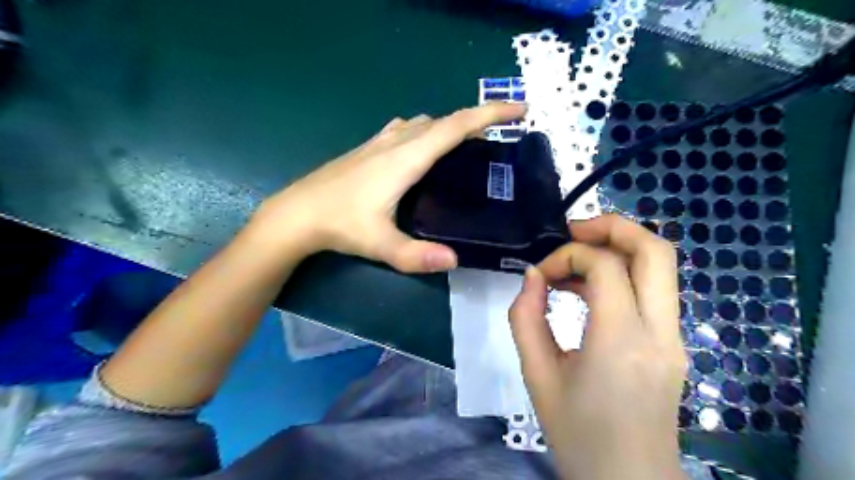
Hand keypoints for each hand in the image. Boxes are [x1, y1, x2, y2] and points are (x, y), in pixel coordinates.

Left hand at [252, 102, 524, 271]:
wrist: (296, 213)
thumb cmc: (339, 224)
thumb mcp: (380, 245)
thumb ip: (416, 256)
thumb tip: (455, 261)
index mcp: (406, 158)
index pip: (455, 127)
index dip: (489, 114)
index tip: (518, 111)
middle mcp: (396, 142)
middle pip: (444, 120)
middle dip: (477, 120)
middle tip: (501, 135)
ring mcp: (380, 142)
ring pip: (424, 123)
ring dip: (450, 125)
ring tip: (468, 143)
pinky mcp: (369, 148)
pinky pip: (407, 129)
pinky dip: (427, 130)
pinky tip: (425, 148)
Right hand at [507, 216, 686, 479]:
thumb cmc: (576, 433)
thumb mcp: (536, 374)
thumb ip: (526, 317)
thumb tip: (533, 276)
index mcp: (621, 341)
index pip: (605, 266)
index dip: (567, 256)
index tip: (541, 274)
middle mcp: (660, 332)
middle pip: (655, 250)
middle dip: (612, 227)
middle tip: (572, 231)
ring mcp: (675, 337)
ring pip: (661, 266)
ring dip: (618, 248)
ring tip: (574, 262)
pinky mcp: (674, 344)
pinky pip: (653, 290)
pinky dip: (622, 273)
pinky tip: (588, 289)